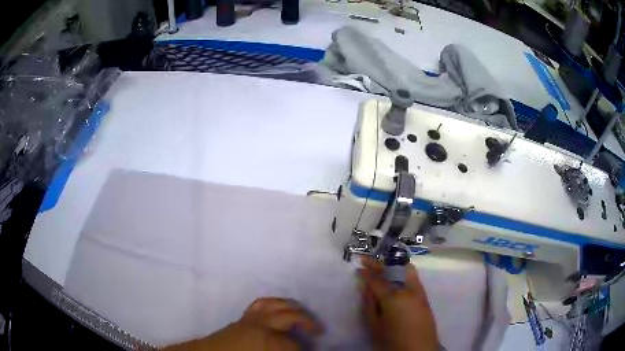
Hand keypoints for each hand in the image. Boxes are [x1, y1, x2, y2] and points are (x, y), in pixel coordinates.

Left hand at [162, 298, 323, 350]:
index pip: (295, 344)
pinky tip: (279, 309)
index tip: (310, 348)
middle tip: (318, 330)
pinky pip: (260, 304)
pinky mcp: (242, 317)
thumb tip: (296, 348)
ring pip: (275, 305)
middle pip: (290, 317)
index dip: (303, 348)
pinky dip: (273, 303)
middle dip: (307, 322)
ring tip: (302, 314)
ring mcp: (250, 318)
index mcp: (267, 341)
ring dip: (292, 308)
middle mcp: (261, 325)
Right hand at [359, 257, 438, 350]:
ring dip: (392, 265)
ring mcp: (419, 292)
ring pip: (406, 270)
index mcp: (393, 298)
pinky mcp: (425, 297)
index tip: (358, 267)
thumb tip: (366, 288)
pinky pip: (413, 278)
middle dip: (378, 264)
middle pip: (392, 271)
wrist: (419, 350)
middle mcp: (408, 290)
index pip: (377, 280)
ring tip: (381, 265)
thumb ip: (370, 305)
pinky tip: (396, 276)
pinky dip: (403, 272)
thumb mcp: (375, 326)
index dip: (366, 273)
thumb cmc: (393, 342)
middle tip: (367, 260)